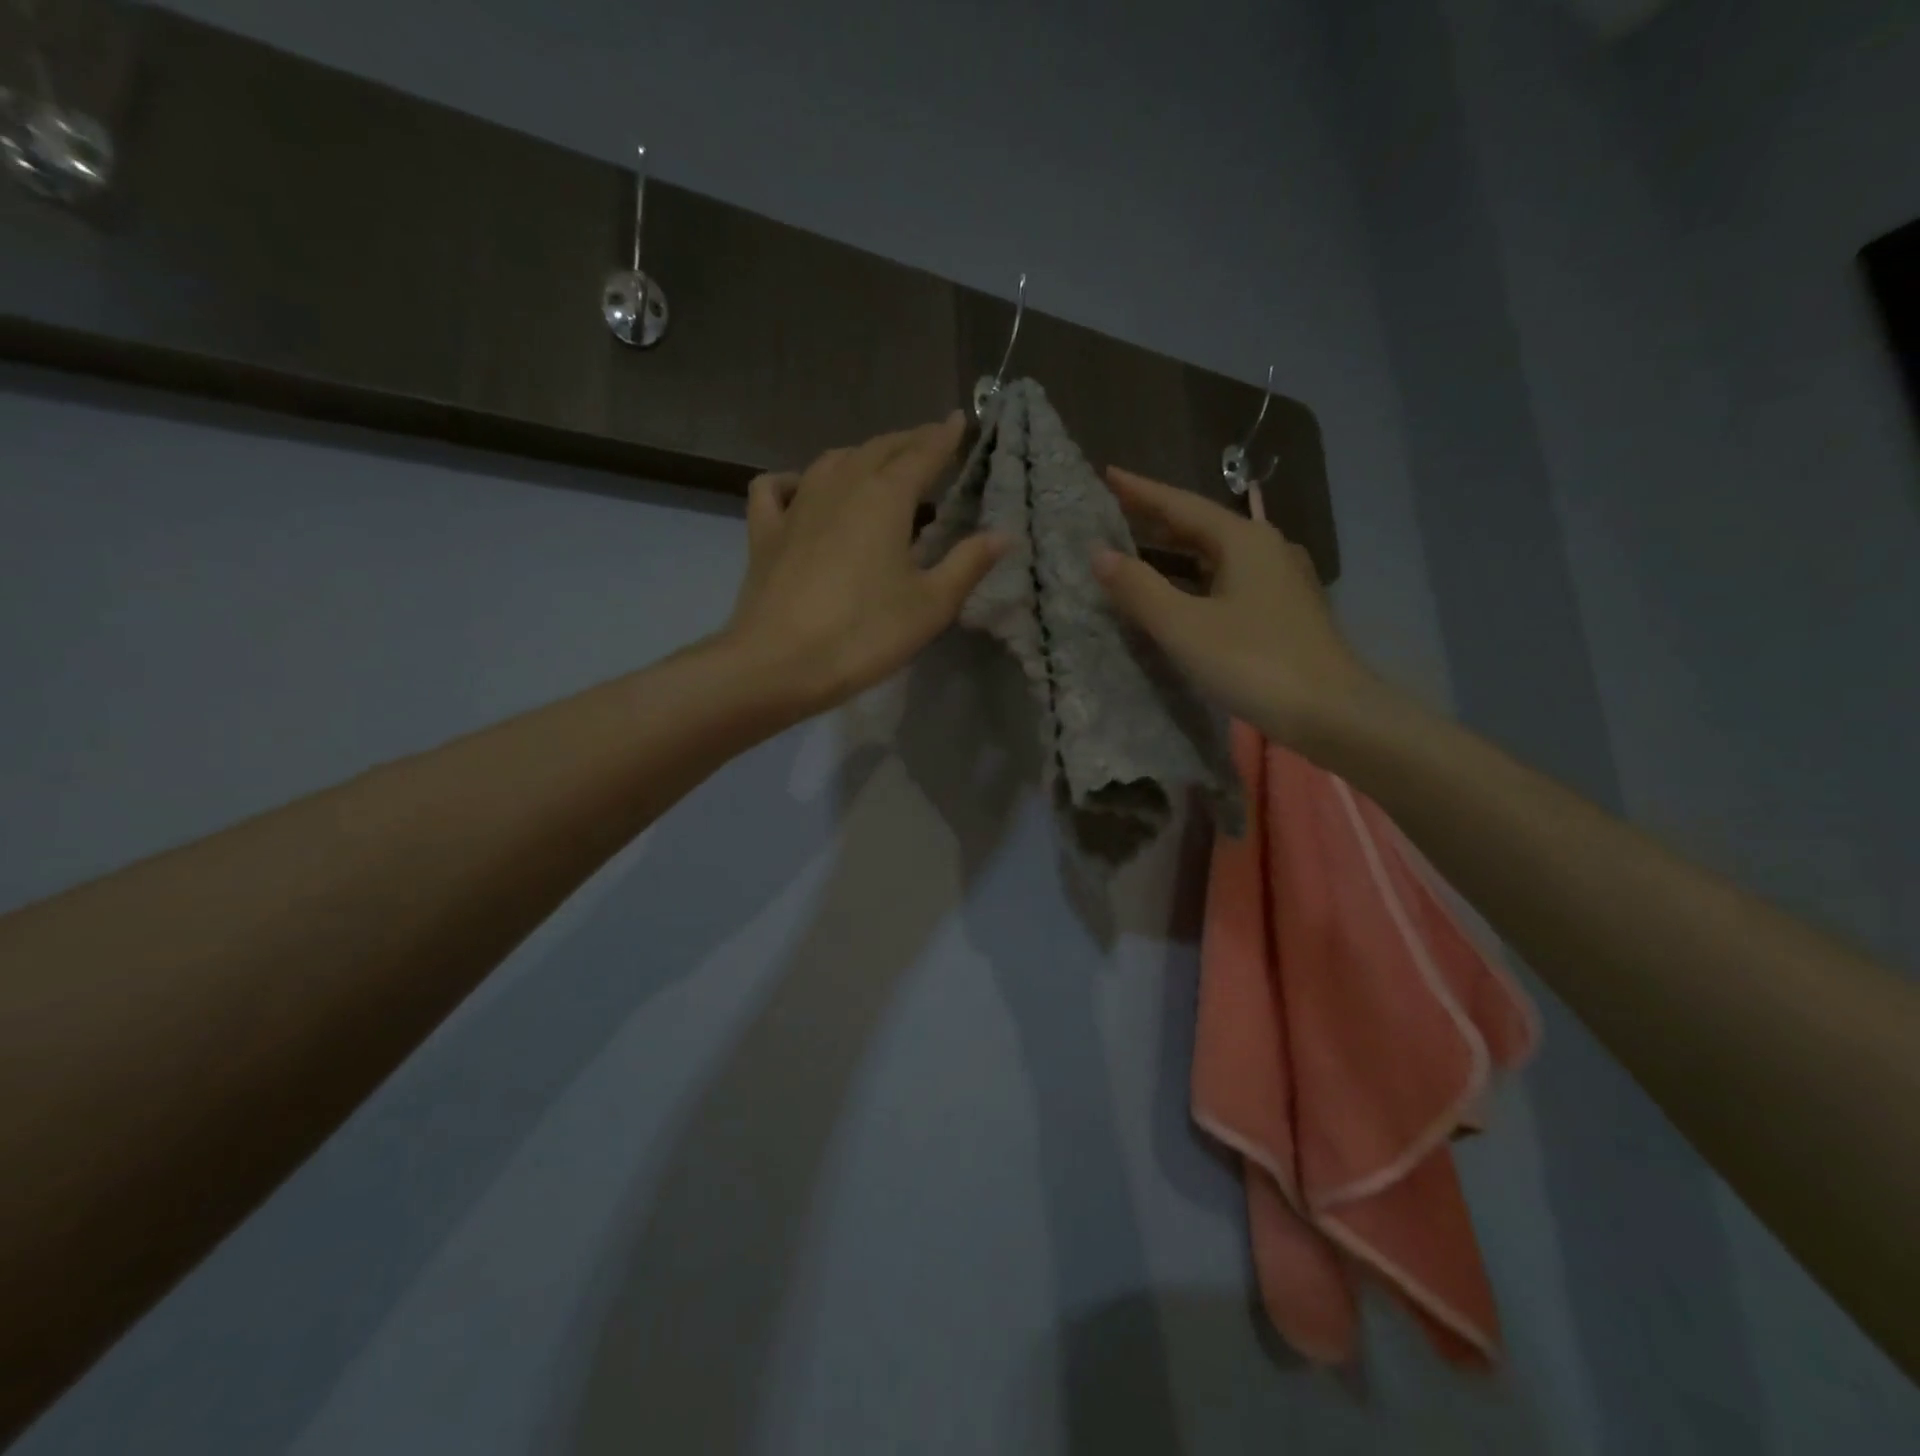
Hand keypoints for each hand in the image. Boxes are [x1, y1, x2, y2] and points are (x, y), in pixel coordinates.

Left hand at [722, 413, 1006, 717]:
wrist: (779, 663)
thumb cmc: (865, 634)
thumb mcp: (930, 605)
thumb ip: (968, 564)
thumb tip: (1004, 534)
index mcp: (885, 498)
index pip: (922, 454)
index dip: (944, 437)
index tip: (959, 420)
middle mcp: (840, 487)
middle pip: (878, 450)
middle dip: (907, 442)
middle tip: (928, 442)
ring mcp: (796, 506)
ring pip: (831, 461)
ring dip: (860, 455)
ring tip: (878, 463)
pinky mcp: (765, 532)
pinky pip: (775, 488)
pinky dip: (793, 480)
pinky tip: (801, 487)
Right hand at [1091, 467, 1380, 752]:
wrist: (1333, 714)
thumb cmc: (1254, 663)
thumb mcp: (1185, 627)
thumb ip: (1139, 588)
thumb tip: (1099, 553)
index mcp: (1244, 540)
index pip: (1181, 505)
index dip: (1140, 491)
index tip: (1107, 474)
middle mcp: (1266, 548)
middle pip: (1202, 526)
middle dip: (1157, 520)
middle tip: (1114, 513)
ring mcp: (1280, 580)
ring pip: (1217, 555)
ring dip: (1176, 552)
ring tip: (1138, 550)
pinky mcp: (1285, 610)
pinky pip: (1229, 580)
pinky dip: (1197, 579)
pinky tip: (1181, 594)